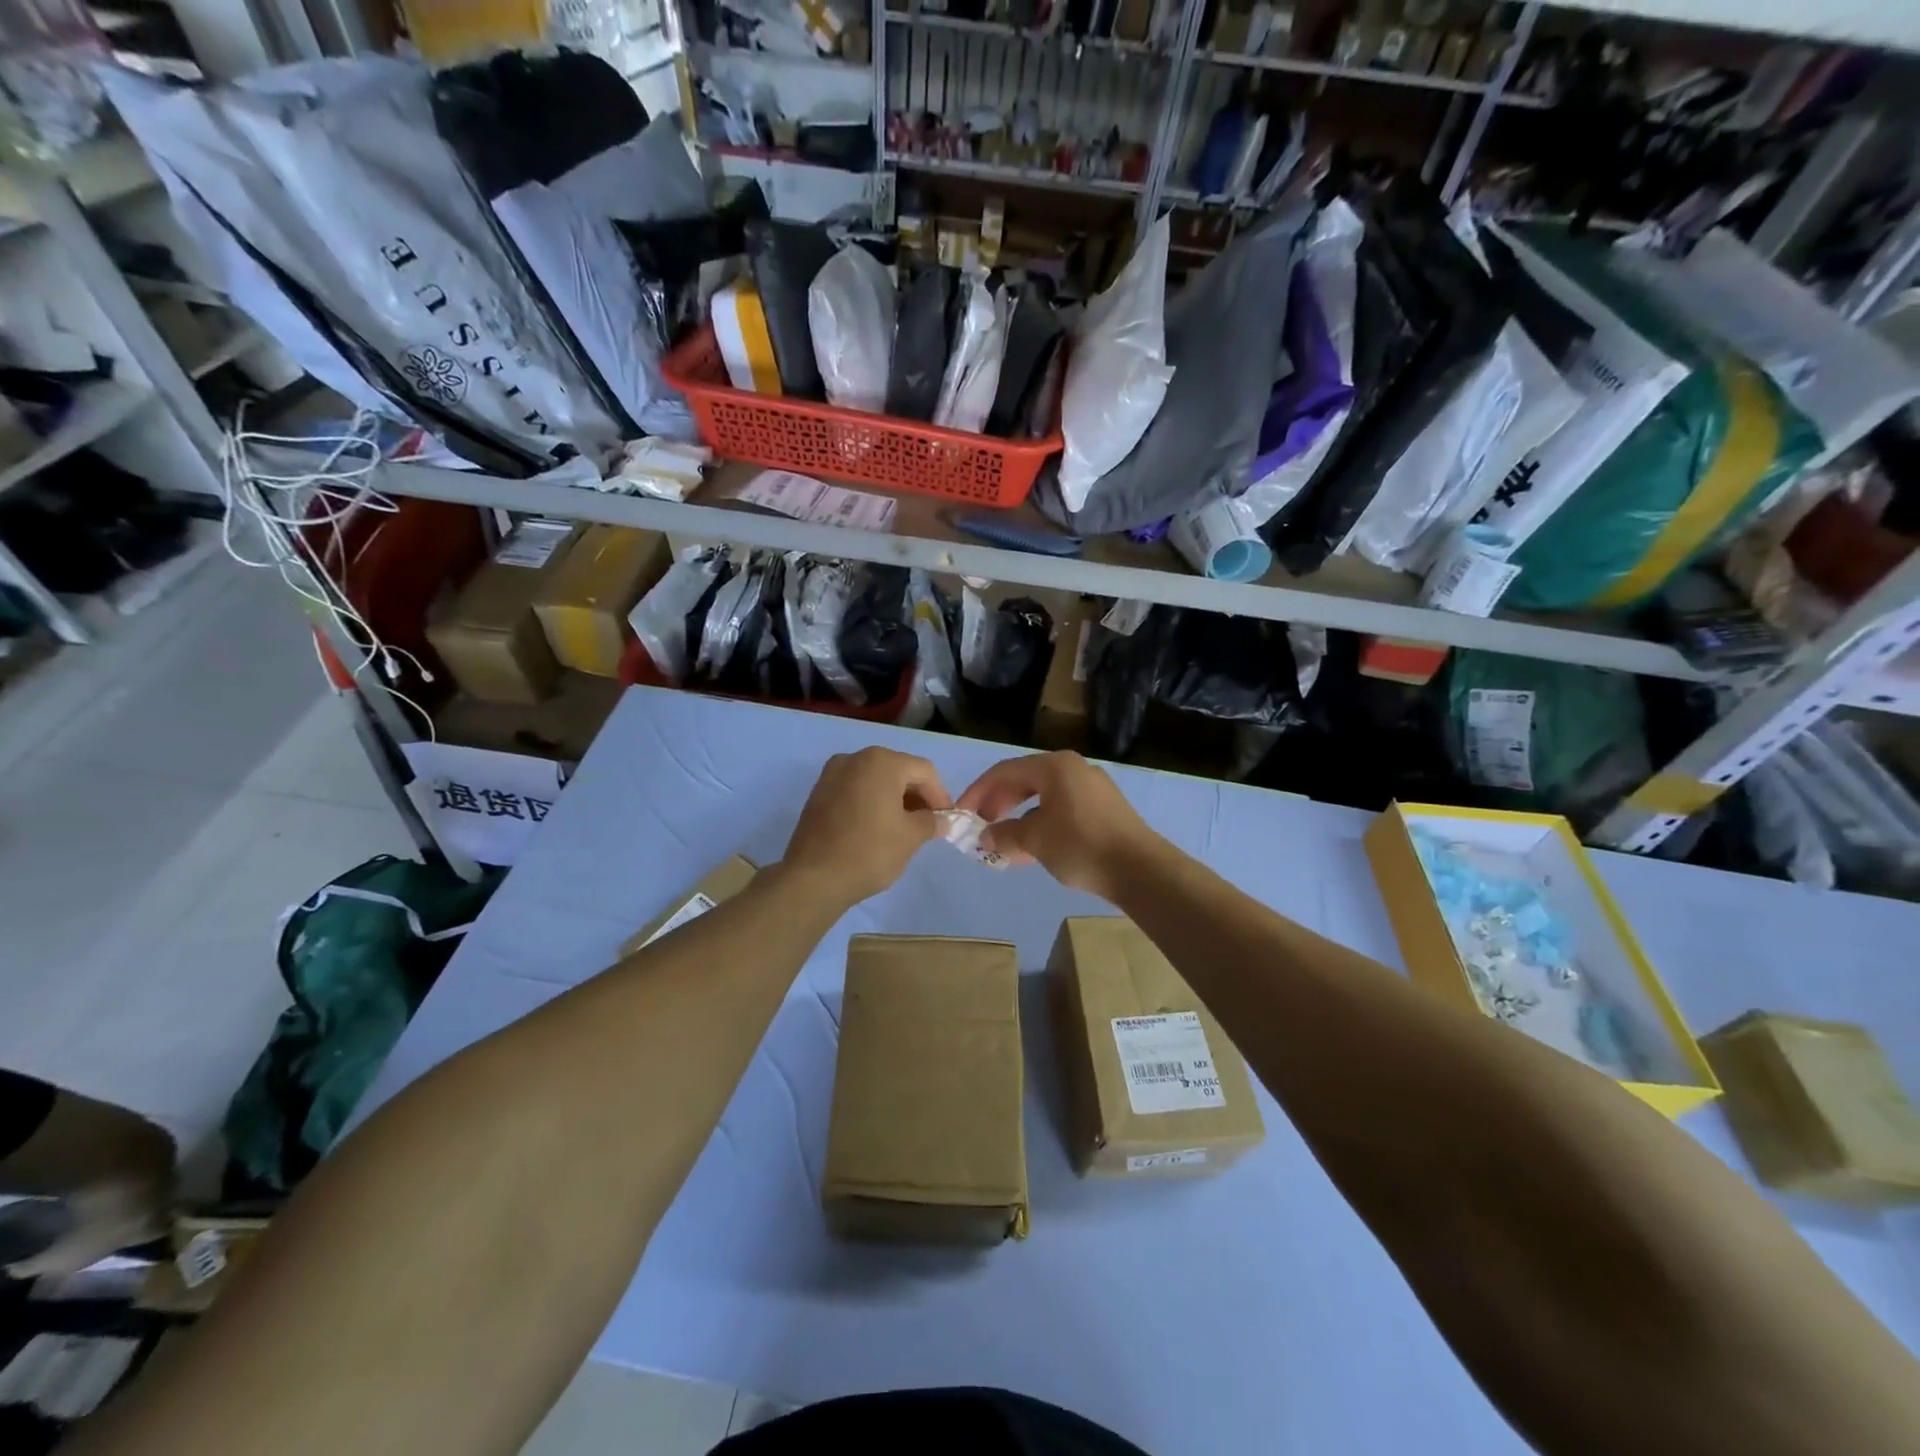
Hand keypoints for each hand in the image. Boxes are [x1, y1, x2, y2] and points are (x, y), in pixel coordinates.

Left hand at [781, 747, 951, 907]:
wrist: (813, 879)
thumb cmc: (869, 852)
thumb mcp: (910, 837)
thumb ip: (931, 822)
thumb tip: (942, 820)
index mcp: (881, 762)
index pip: (924, 771)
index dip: (940, 795)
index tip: (946, 820)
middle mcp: (855, 758)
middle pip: (898, 770)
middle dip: (917, 796)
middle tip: (927, 824)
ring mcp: (832, 774)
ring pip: (875, 780)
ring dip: (894, 799)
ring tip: (904, 828)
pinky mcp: (818, 792)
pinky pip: (855, 790)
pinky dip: (871, 802)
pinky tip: (876, 827)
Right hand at [956, 752, 1156, 900]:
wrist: (1141, 870)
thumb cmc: (1081, 845)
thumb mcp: (1035, 840)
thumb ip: (1005, 835)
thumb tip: (985, 837)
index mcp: (1054, 766)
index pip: (1004, 771)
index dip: (978, 791)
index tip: (961, 813)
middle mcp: (1073, 769)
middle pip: (1025, 781)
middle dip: (999, 803)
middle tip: (982, 826)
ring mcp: (1092, 788)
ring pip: (1044, 797)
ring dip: (1019, 817)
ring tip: (1004, 843)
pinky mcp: (1104, 809)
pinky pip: (1062, 809)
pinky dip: (1041, 824)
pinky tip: (1033, 849)